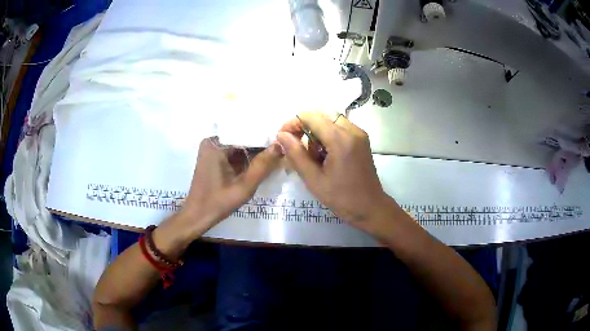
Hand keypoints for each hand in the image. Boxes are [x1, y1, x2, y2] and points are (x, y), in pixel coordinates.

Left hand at [179, 137, 282, 235]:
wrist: (197, 216)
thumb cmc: (218, 203)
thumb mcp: (244, 186)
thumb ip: (262, 165)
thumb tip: (280, 145)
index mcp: (216, 144)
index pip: (246, 134)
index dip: (265, 139)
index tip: (283, 144)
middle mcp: (212, 142)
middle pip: (242, 140)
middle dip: (260, 147)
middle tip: (281, 151)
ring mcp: (211, 150)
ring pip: (239, 147)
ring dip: (253, 154)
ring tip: (275, 156)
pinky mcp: (212, 158)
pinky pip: (233, 154)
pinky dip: (244, 160)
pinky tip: (260, 164)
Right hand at [277, 111, 398, 233]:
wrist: (370, 207)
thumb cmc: (341, 198)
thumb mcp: (314, 179)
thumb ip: (296, 154)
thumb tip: (281, 134)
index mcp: (341, 140)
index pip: (311, 117)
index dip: (293, 123)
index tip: (283, 138)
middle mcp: (352, 130)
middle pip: (320, 115)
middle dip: (304, 127)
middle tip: (297, 148)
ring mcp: (359, 133)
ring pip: (330, 120)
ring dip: (316, 132)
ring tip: (314, 156)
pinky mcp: (362, 139)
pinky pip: (339, 127)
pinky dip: (328, 135)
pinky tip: (326, 155)